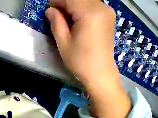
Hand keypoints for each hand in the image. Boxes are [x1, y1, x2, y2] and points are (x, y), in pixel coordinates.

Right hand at [46, 0, 130, 117]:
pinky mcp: (109, 16)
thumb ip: (57, 24)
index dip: (58, 1)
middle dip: (66, 2)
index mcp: (89, 13)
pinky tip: (76, 19)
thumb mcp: (64, 44)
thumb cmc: (79, 60)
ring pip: (87, 0)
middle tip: (54, 13)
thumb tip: (50, 11)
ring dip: (74, 5)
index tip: (48, 8)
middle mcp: (101, 7)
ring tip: (64, 18)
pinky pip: (94, 6)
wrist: (99, 71)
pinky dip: (82, 8)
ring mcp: (107, 11)